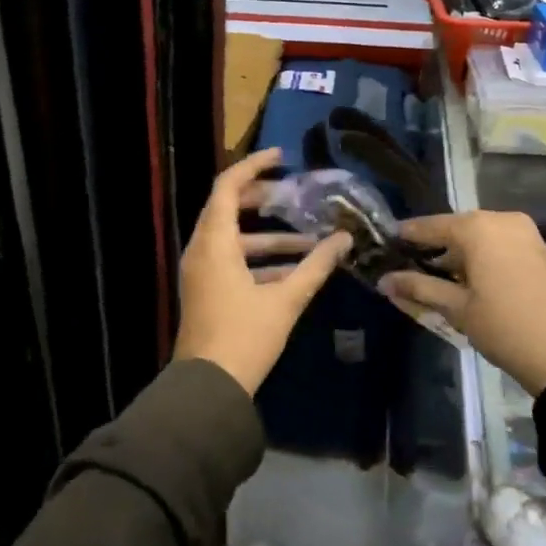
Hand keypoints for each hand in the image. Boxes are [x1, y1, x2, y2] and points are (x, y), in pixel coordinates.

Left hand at [174, 149, 352, 395]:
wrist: (208, 388)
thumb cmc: (245, 337)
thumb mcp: (285, 300)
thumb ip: (316, 266)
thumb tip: (345, 239)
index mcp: (214, 243)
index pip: (228, 187)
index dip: (253, 166)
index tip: (281, 158)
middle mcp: (201, 250)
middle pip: (228, 209)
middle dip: (264, 201)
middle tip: (296, 195)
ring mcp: (200, 272)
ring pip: (234, 239)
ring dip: (269, 237)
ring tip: (309, 239)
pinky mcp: (206, 291)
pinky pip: (231, 261)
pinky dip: (259, 259)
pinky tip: (294, 270)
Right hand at [377, 210, 545, 396]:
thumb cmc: (505, 326)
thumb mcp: (456, 309)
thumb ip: (418, 288)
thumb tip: (383, 281)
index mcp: (477, 227)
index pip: (429, 226)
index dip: (406, 236)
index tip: (385, 244)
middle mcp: (501, 219)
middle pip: (455, 228)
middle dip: (433, 248)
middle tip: (408, 267)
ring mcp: (525, 233)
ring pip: (478, 237)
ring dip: (457, 254)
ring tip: (435, 279)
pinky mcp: (539, 249)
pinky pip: (498, 244)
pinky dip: (480, 257)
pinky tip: (467, 281)